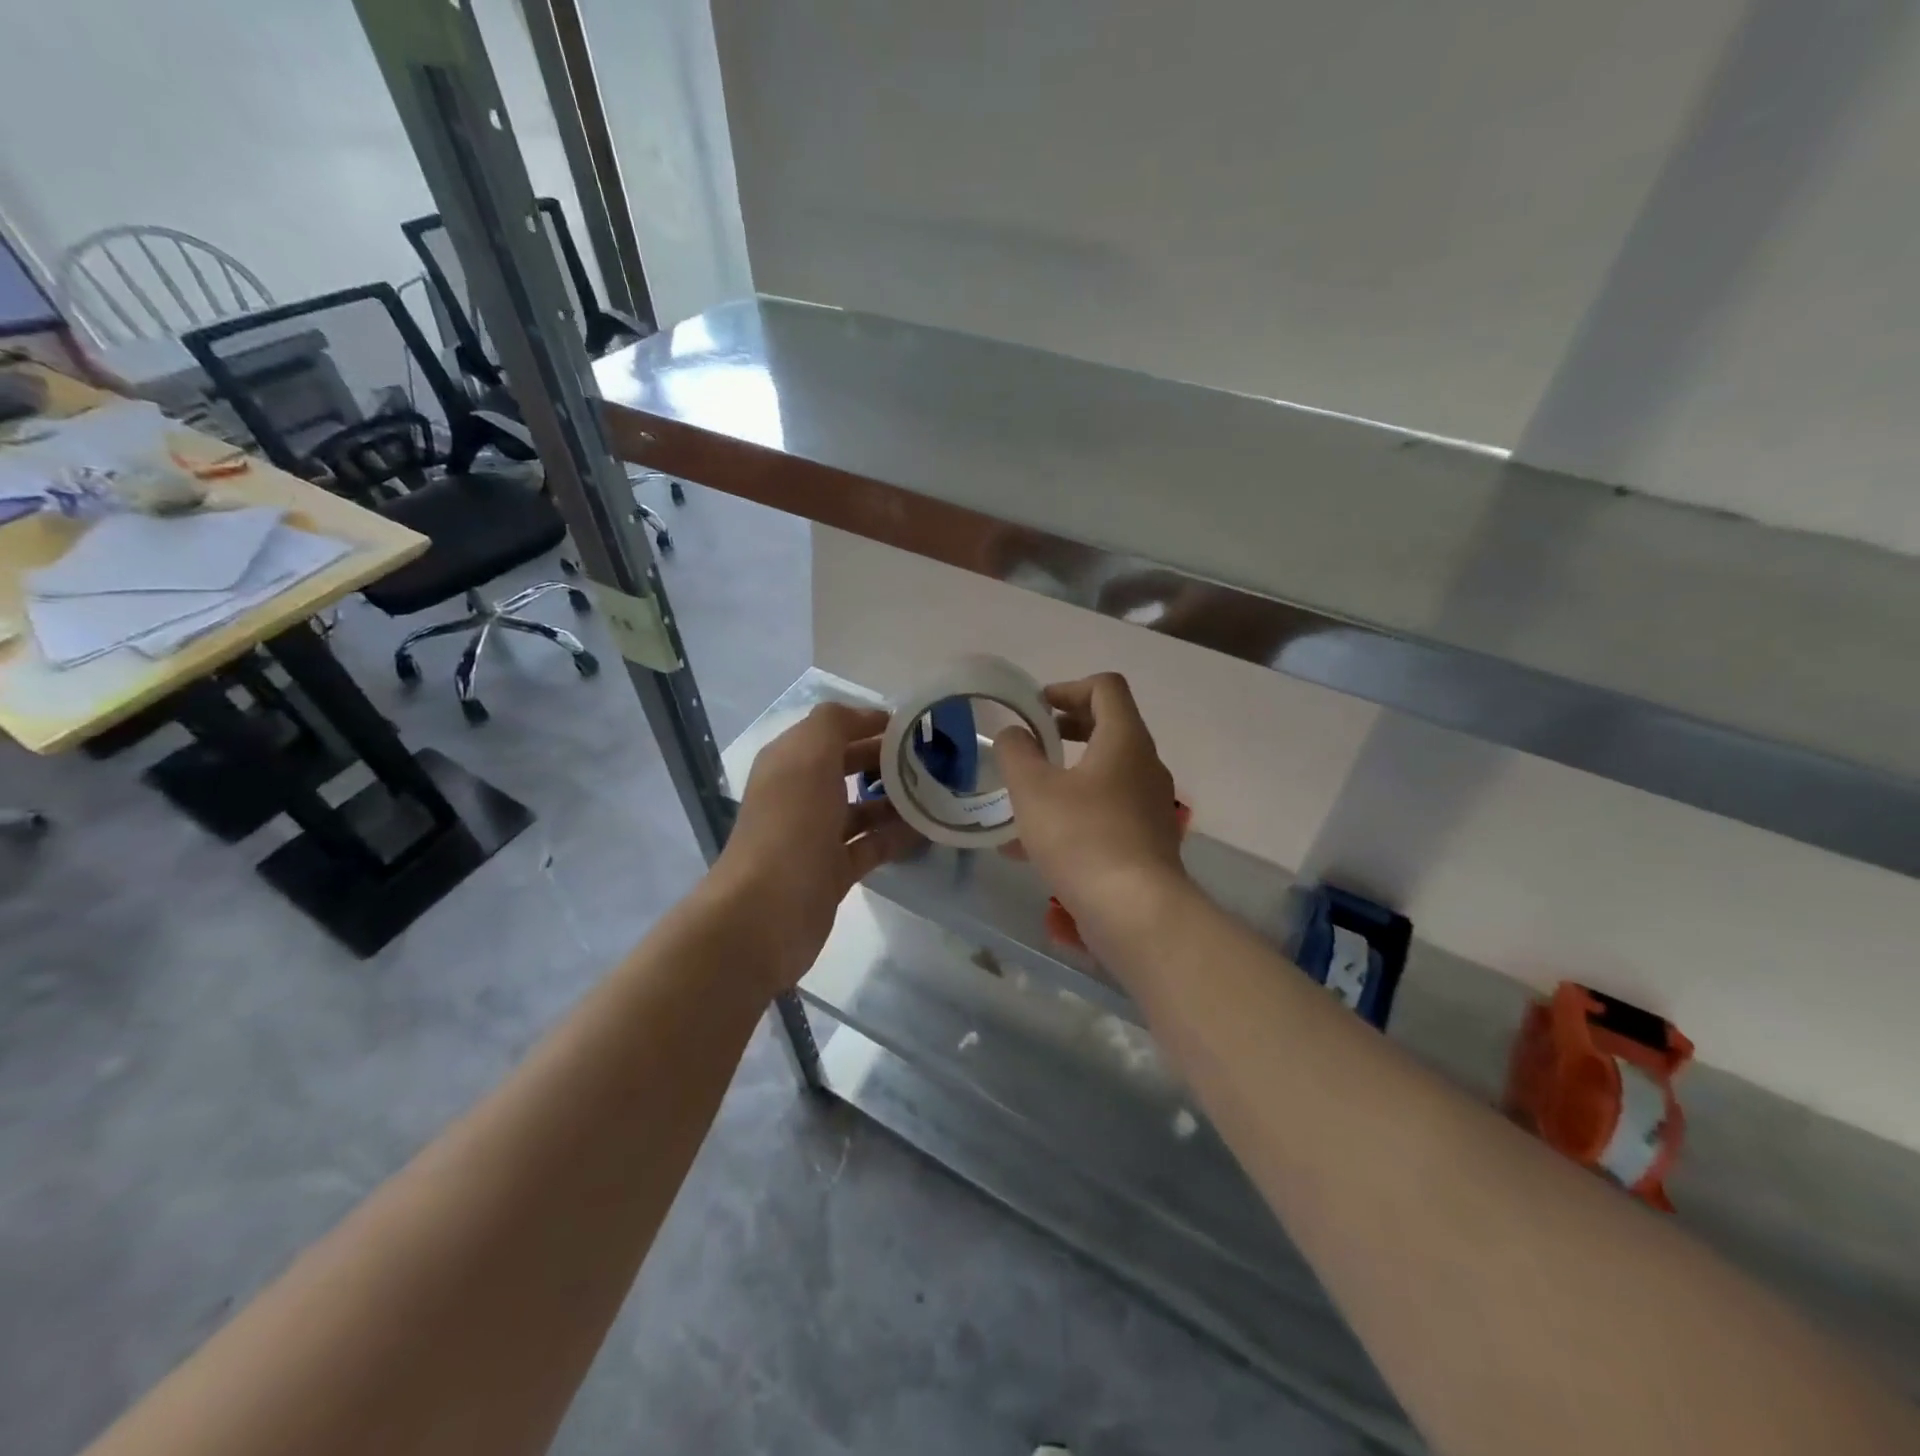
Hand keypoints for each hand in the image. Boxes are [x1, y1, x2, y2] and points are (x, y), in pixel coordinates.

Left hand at [712, 702, 921, 990]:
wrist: (768, 912)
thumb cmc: (791, 824)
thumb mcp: (809, 756)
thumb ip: (835, 723)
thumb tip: (869, 718)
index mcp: (790, 762)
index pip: (834, 730)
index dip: (871, 723)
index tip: (917, 728)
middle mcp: (800, 793)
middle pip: (849, 767)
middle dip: (888, 760)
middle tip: (936, 760)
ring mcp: (816, 834)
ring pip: (863, 807)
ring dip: (897, 799)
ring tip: (940, 792)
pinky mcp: (833, 870)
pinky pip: (871, 844)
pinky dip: (896, 836)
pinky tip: (929, 830)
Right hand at [993, 673, 1188, 925]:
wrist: (1135, 911)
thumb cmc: (1082, 838)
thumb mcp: (1033, 790)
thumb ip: (1016, 753)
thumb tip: (1013, 734)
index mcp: (1124, 740)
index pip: (1106, 688)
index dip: (1068, 687)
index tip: (1036, 708)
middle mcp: (1145, 765)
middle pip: (1108, 728)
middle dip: (1065, 729)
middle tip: (1032, 741)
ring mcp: (1149, 805)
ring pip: (1104, 774)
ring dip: (1065, 775)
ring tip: (1024, 796)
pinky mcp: (1145, 840)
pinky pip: (1106, 812)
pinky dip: (1073, 813)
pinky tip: (1032, 846)